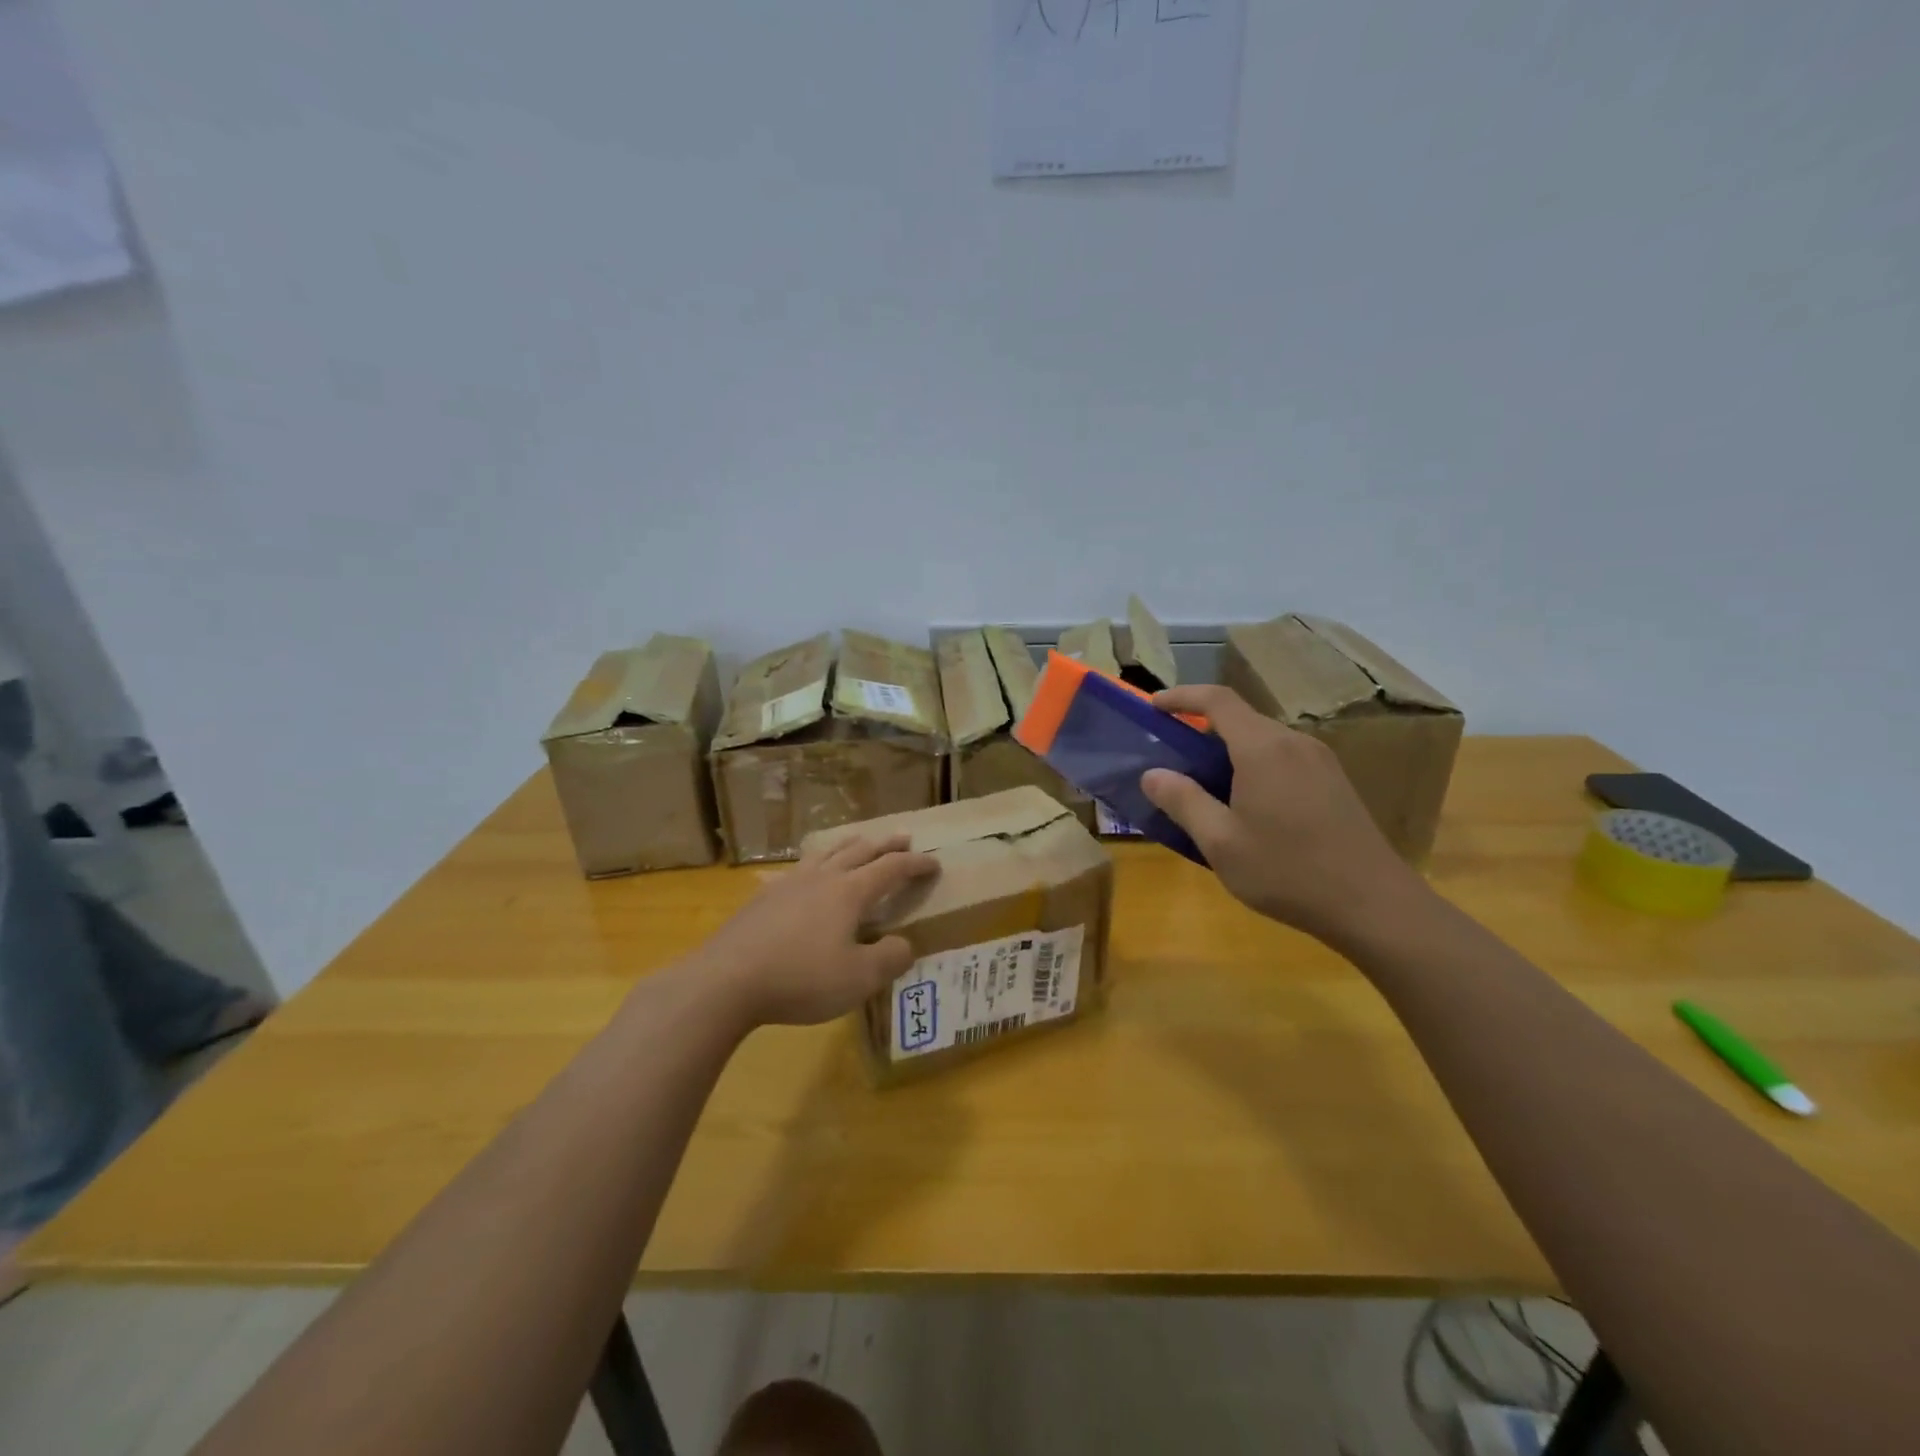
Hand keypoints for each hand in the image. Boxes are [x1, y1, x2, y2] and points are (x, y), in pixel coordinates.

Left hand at [695, 834, 938, 1028]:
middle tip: (903, 838)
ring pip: (825, 853)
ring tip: (858, 842)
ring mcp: (788, 884)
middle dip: (885, 844)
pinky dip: (809, 866)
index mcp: (849, 892)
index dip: (915, 864)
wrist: (727, 980)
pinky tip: (796, 874)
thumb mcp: (858, 979)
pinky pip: (793, 871)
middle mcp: (822, 878)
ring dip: (849, 845)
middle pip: (859, 851)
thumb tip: (904, 944)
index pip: (891, 869)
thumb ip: (889, 959)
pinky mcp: (762, 898)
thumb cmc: (801, 979)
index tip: (934, 863)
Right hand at [1139, 685, 1424, 946]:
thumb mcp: (1220, 842)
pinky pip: (1283, 758)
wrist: (1373, 904)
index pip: (1217, 700)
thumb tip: (1152, 774)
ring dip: (1229, 750)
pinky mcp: (1335, 781)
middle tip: (1173, 757)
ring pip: (1263, 740)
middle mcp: (1293, 742)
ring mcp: (1320, 761)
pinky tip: (1248, 804)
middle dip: (1202, 728)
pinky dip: (1254, 765)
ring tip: (1205, 785)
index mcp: (1262, 749)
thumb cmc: (1287, 871)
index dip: (1181, 696)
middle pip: (1241, 719)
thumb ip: (1183, 802)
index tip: (1154, 706)